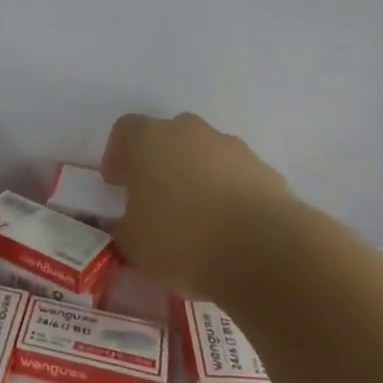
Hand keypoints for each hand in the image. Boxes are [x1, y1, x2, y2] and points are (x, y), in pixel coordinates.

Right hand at [102, 112, 298, 297]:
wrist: (265, 251)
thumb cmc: (182, 240)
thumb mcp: (132, 243)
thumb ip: (123, 225)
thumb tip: (127, 222)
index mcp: (148, 139)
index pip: (124, 131)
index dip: (117, 156)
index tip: (117, 185)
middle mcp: (189, 131)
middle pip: (167, 137)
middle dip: (159, 162)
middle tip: (155, 199)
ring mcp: (231, 147)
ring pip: (204, 154)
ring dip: (196, 175)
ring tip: (196, 217)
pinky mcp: (265, 170)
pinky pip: (235, 175)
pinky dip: (228, 192)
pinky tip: (228, 227)